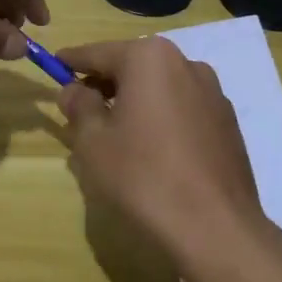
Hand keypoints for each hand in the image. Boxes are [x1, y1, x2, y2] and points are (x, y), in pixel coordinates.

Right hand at [55, 37, 263, 263]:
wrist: (216, 229)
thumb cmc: (144, 177)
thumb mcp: (94, 142)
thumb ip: (79, 107)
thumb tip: (74, 90)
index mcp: (149, 58)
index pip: (99, 52)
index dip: (72, 61)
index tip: (54, 64)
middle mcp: (185, 64)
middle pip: (132, 67)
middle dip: (104, 84)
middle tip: (79, 109)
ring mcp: (212, 93)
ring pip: (159, 88)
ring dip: (134, 102)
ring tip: (114, 135)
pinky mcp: (227, 122)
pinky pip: (182, 109)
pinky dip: (161, 119)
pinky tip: (151, 152)